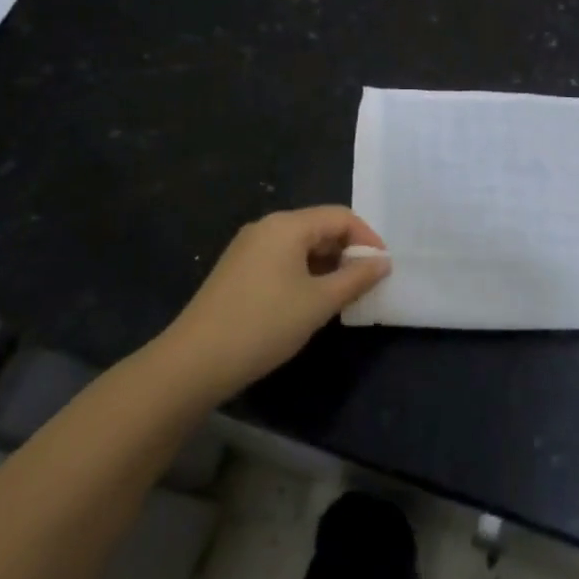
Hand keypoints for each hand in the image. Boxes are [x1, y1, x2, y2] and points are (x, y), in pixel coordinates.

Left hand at [164, 207, 390, 397]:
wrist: (195, 361)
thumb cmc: (265, 324)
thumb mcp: (319, 302)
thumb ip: (356, 278)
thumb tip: (383, 262)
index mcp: (287, 225)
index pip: (340, 217)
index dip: (367, 239)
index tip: (383, 268)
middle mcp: (266, 227)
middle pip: (319, 227)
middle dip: (347, 251)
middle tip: (366, 283)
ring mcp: (247, 248)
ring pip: (300, 245)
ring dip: (326, 264)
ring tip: (342, 295)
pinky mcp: (237, 270)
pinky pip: (281, 259)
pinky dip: (303, 273)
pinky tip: (308, 302)